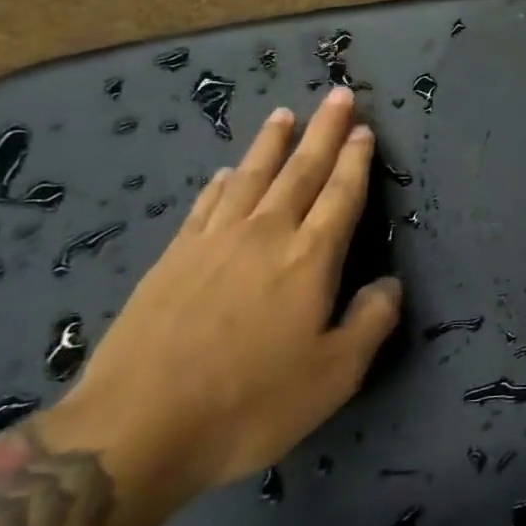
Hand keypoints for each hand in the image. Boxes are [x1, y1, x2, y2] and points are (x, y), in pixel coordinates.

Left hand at [58, 86, 401, 501]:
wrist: (134, 431)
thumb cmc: (250, 403)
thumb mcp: (334, 375)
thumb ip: (371, 321)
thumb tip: (391, 283)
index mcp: (310, 258)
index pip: (341, 194)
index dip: (356, 160)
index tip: (364, 128)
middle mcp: (265, 235)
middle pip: (301, 170)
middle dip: (324, 131)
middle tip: (338, 94)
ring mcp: (212, 243)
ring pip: (250, 177)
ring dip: (271, 144)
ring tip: (285, 114)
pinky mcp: (171, 261)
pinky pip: (204, 206)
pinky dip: (220, 182)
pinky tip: (225, 171)